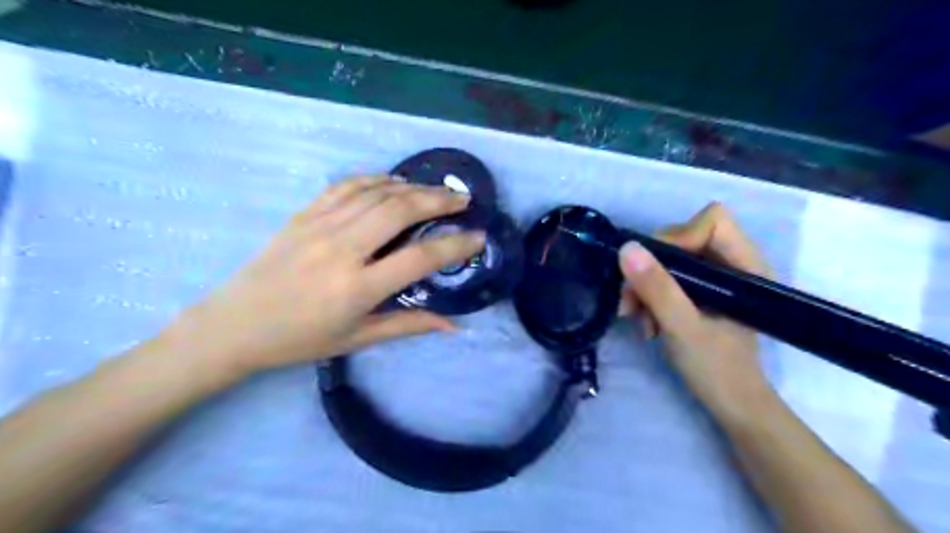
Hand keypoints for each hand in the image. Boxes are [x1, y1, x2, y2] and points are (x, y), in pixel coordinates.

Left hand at [164, 178, 482, 379]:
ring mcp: (320, 226)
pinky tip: (394, 182)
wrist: (234, 325)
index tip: (478, 238)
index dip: (455, 246)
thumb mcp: (358, 339)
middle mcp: (341, 250)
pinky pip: (346, 186)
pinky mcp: (304, 215)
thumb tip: (454, 324)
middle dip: (438, 200)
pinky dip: (376, 179)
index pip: (419, 258)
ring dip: (412, 187)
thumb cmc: (300, 339)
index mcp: (357, 287)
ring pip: (376, 193)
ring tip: (437, 190)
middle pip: (400, 210)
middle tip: (463, 199)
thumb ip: (409, 325)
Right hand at [620, 204, 773, 415]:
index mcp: (746, 266)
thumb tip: (626, 249)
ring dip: (644, 286)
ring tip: (636, 318)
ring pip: (669, 259)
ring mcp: (715, 279)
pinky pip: (667, 278)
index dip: (678, 237)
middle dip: (650, 268)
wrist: (732, 407)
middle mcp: (732, 264)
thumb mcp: (683, 328)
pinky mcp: (700, 293)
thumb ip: (657, 288)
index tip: (654, 271)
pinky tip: (646, 323)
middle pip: (682, 238)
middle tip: (631, 302)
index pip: (712, 221)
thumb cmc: (718, 370)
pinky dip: (649, 296)